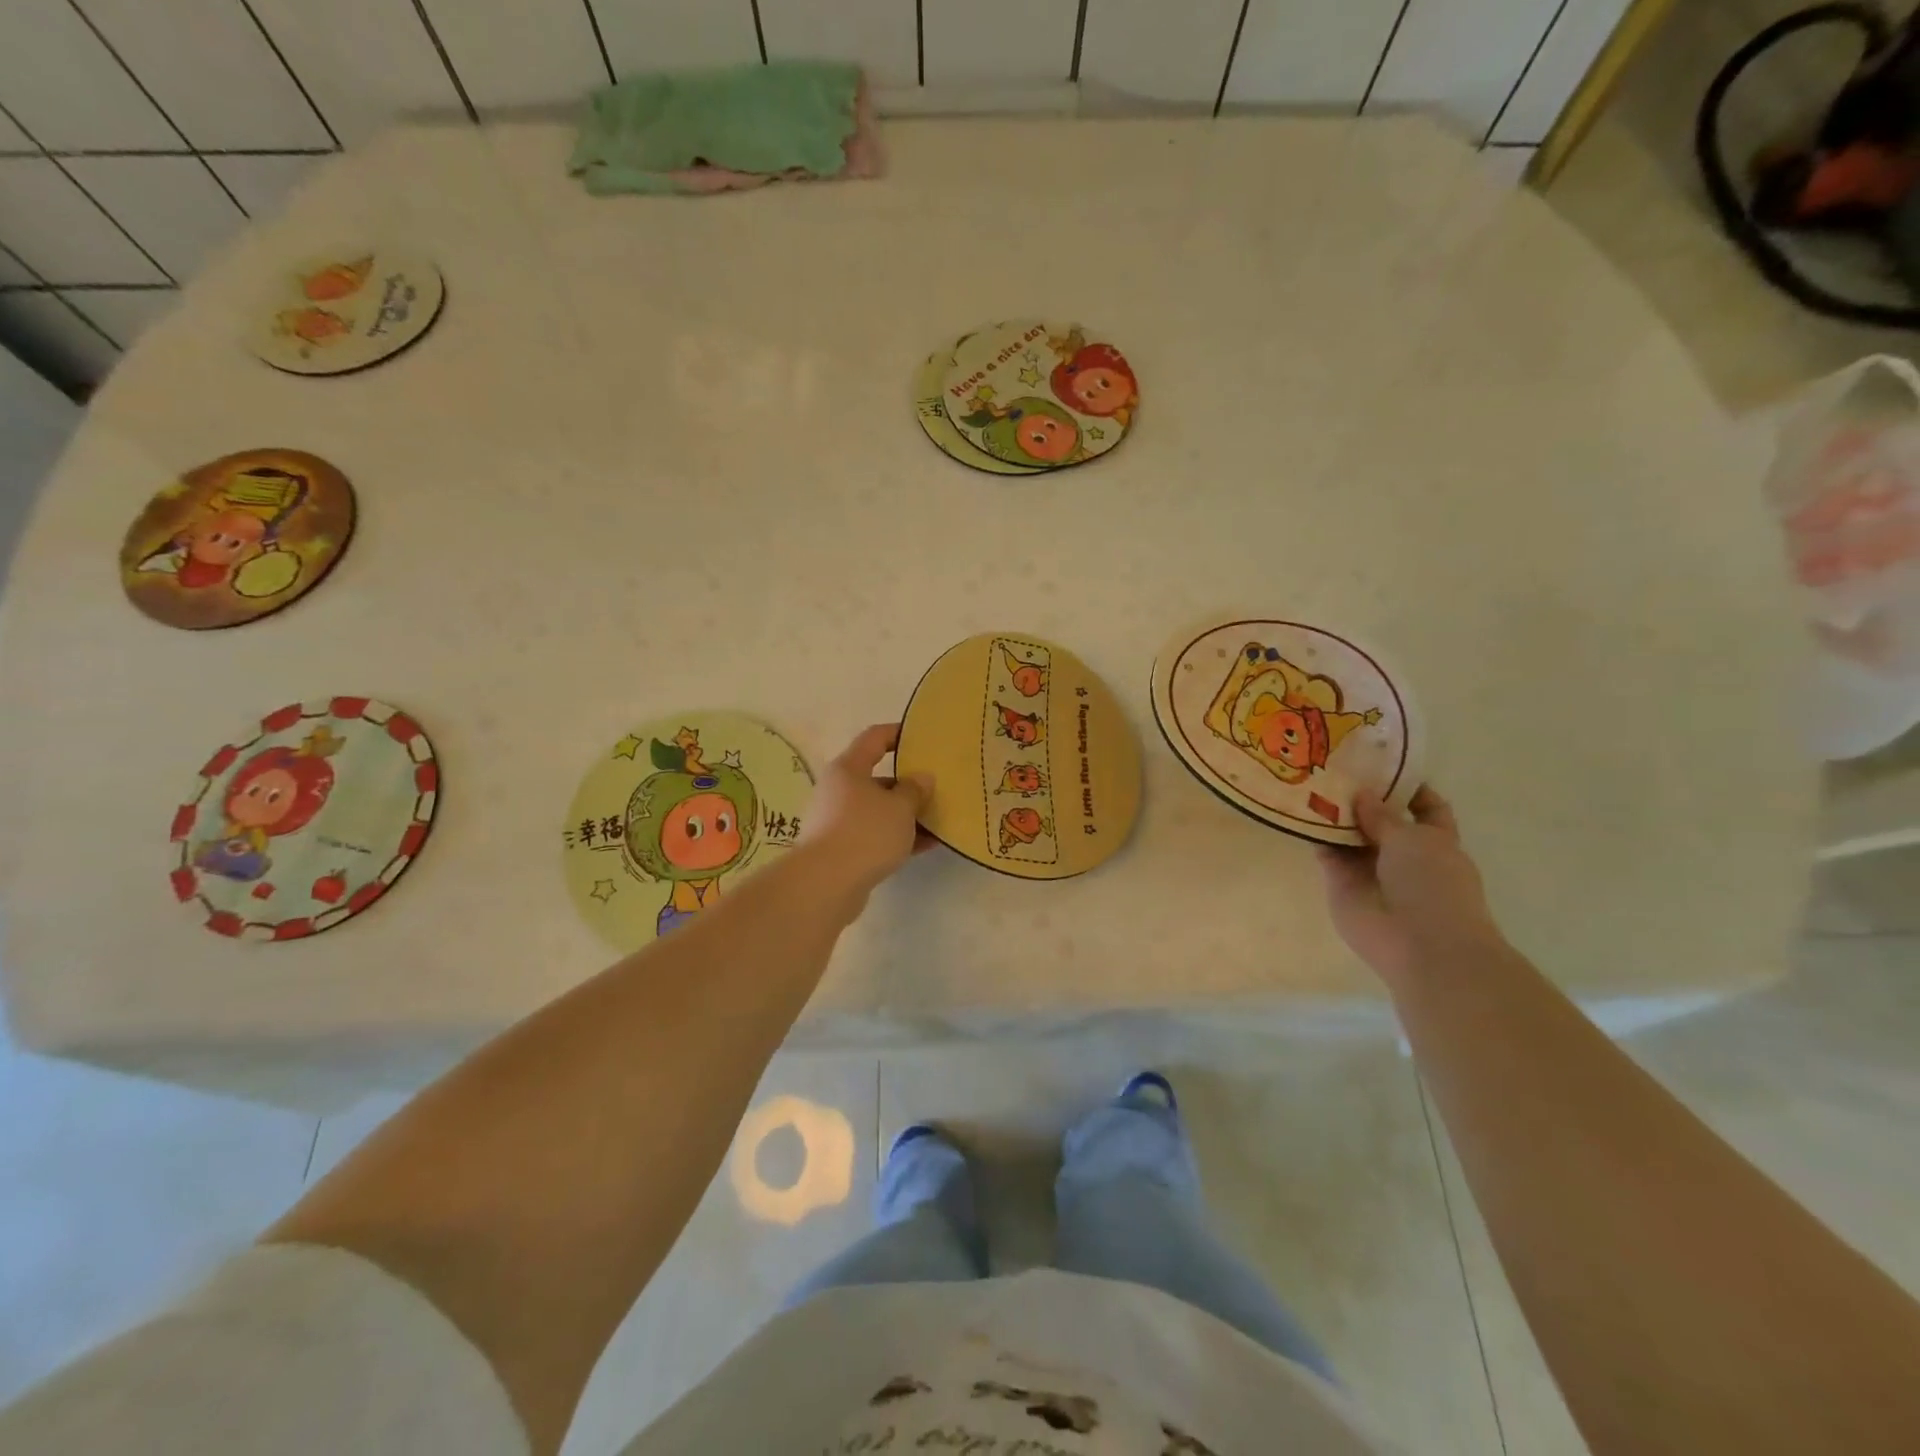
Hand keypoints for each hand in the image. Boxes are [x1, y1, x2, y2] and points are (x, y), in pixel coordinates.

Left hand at [798, 724, 933, 905]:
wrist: (826, 884)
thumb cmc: (865, 832)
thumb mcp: (900, 807)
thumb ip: (915, 790)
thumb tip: (921, 778)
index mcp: (848, 769)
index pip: (874, 738)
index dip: (898, 733)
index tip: (922, 737)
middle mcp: (838, 790)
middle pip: (877, 778)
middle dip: (908, 784)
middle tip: (937, 787)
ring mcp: (837, 821)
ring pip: (878, 810)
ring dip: (906, 814)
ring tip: (938, 820)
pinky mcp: (841, 849)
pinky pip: (875, 835)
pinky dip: (898, 837)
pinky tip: (926, 845)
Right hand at [1317, 787, 1500, 986]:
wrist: (1419, 944)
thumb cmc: (1433, 885)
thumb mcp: (1413, 839)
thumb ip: (1383, 816)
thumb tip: (1362, 795)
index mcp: (1435, 841)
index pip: (1425, 808)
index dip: (1409, 787)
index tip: (1383, 765)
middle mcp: (1403, 854)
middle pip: (1380, 819)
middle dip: (1361, 797)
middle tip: (1333, 767)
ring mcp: (1371, 870)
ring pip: (1349, 836)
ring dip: (1333, 814)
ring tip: (1309, 782)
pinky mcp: (1342, 884)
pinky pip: (1327, 854)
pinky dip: (1315, 836)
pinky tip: (1299, 812)